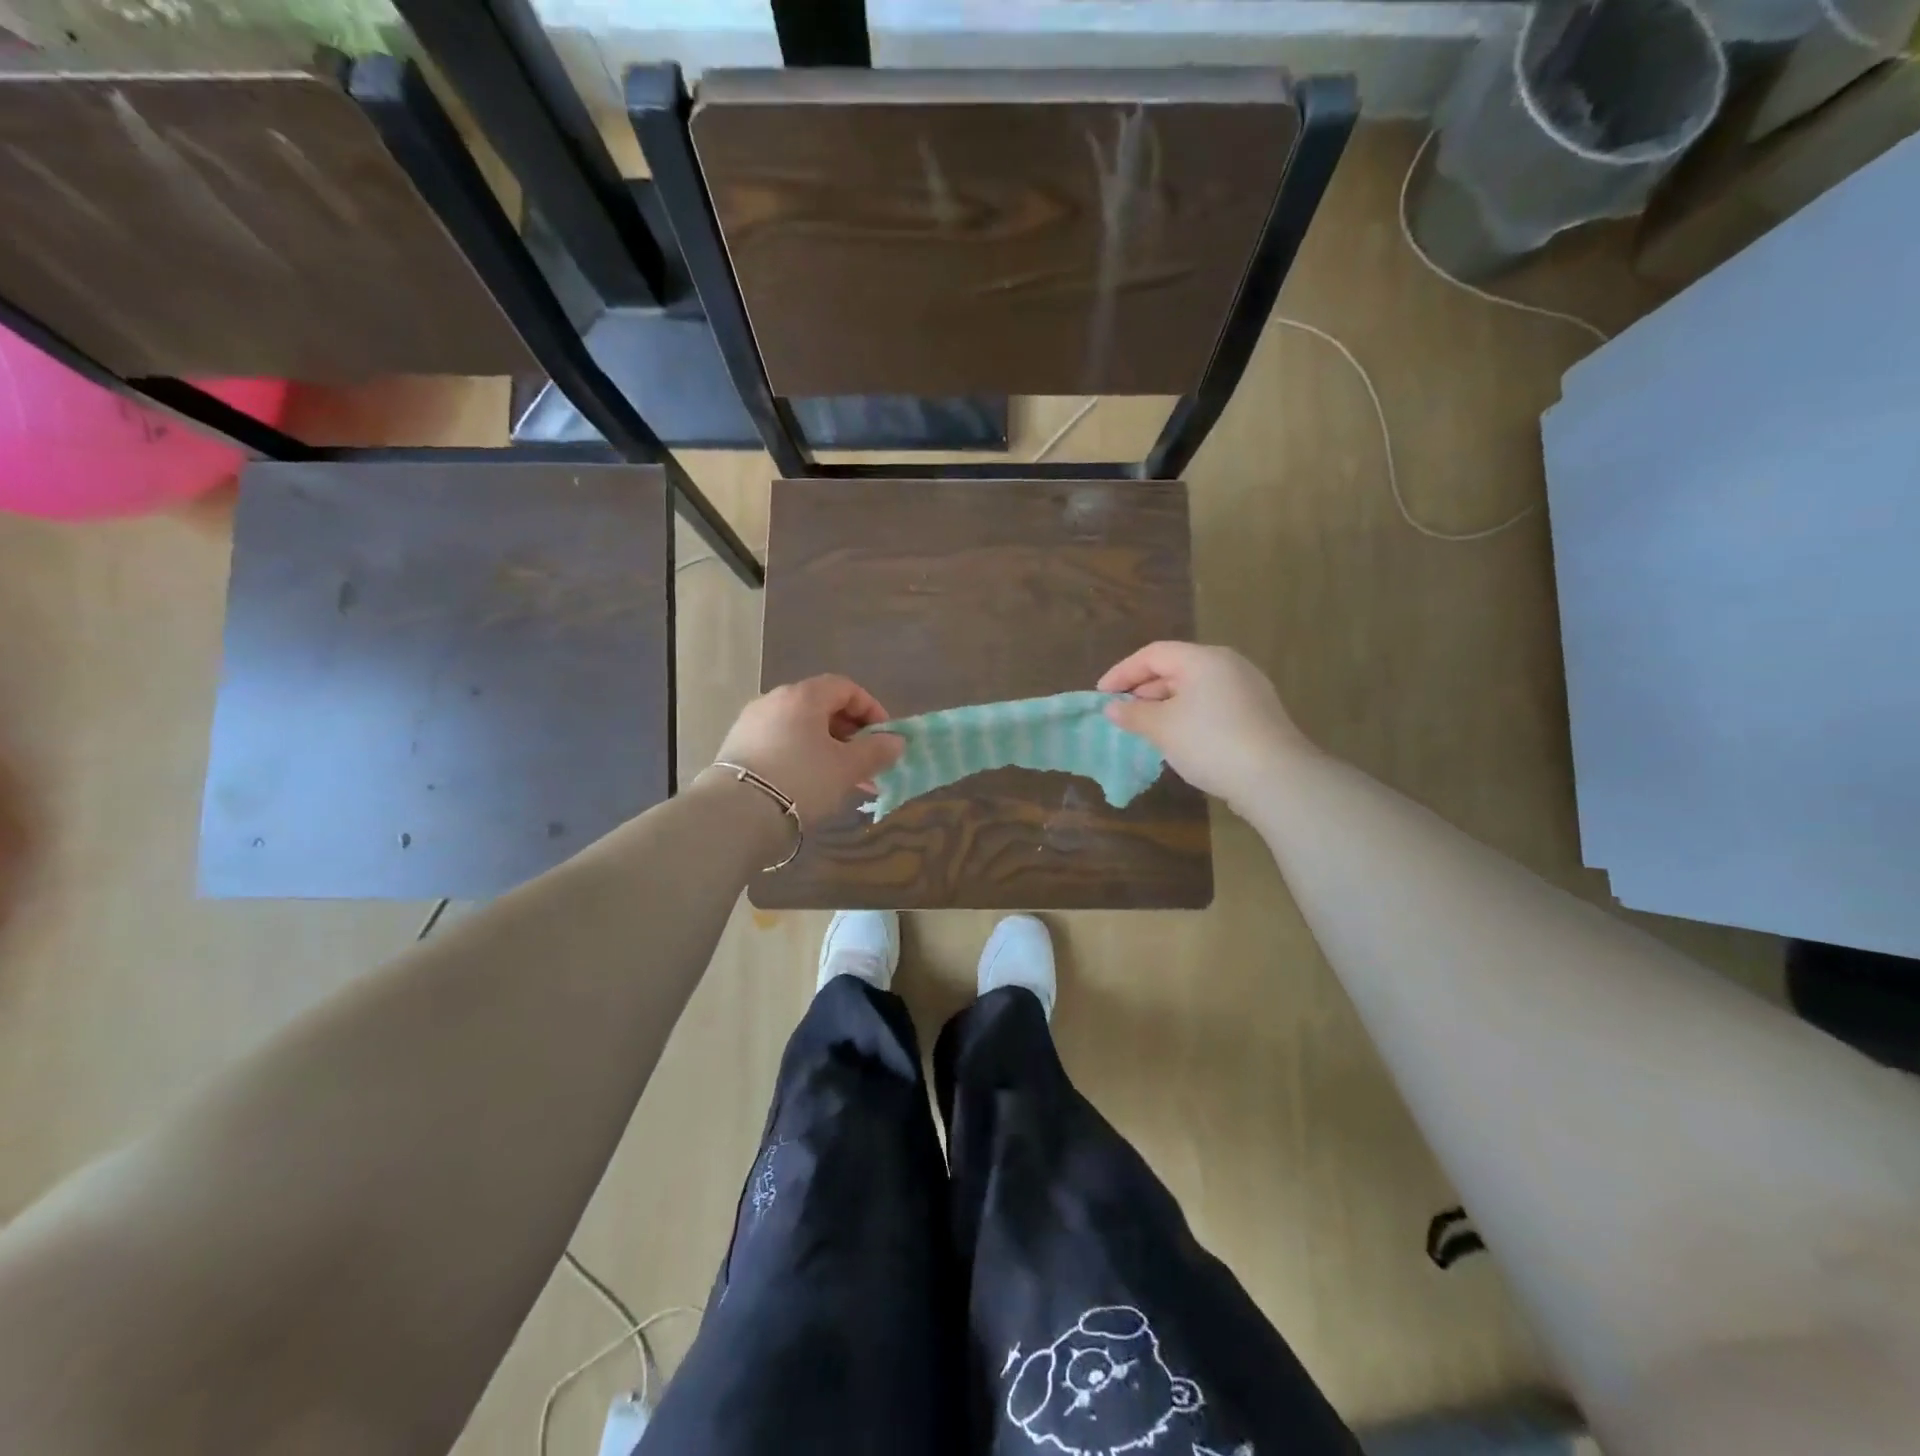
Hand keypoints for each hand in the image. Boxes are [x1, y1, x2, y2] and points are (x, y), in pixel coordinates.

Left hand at [706, 675, 904, 825]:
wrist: (736, 814)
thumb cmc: (802, 780)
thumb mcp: (848, 767)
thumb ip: (876, 751)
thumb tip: (896, 741)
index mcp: (803, 696)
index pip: (845, 687)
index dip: (870, 709)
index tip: (884, 737)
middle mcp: (774, 700)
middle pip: (822, 707)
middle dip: (850, 734)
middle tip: (866, 762)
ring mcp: (752, 723)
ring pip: (801, 729)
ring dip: (828, 748)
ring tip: (844, 779)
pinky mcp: (738, 747)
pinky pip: (781, 743)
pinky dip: (803, 756)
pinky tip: (812, 784)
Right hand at [1099, 642, 1311, 806]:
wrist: (1275, 777)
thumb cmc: (1210, 742)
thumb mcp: (1162, 728)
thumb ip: (1134, 714)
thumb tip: (1112, 708)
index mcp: (1203, 659)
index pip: (1153, 654)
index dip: (1122, 672)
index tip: (1101, 695)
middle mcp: (1228, 664)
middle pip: (1175, 667)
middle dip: (1143, 689)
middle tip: (1121, 712)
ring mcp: (1247, 688)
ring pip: (1194, 687)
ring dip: (1164, 704)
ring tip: (1145, 727)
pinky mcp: (1257, 713)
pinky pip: (1212, 704)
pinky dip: (1187, 714)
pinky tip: (1178, 738)